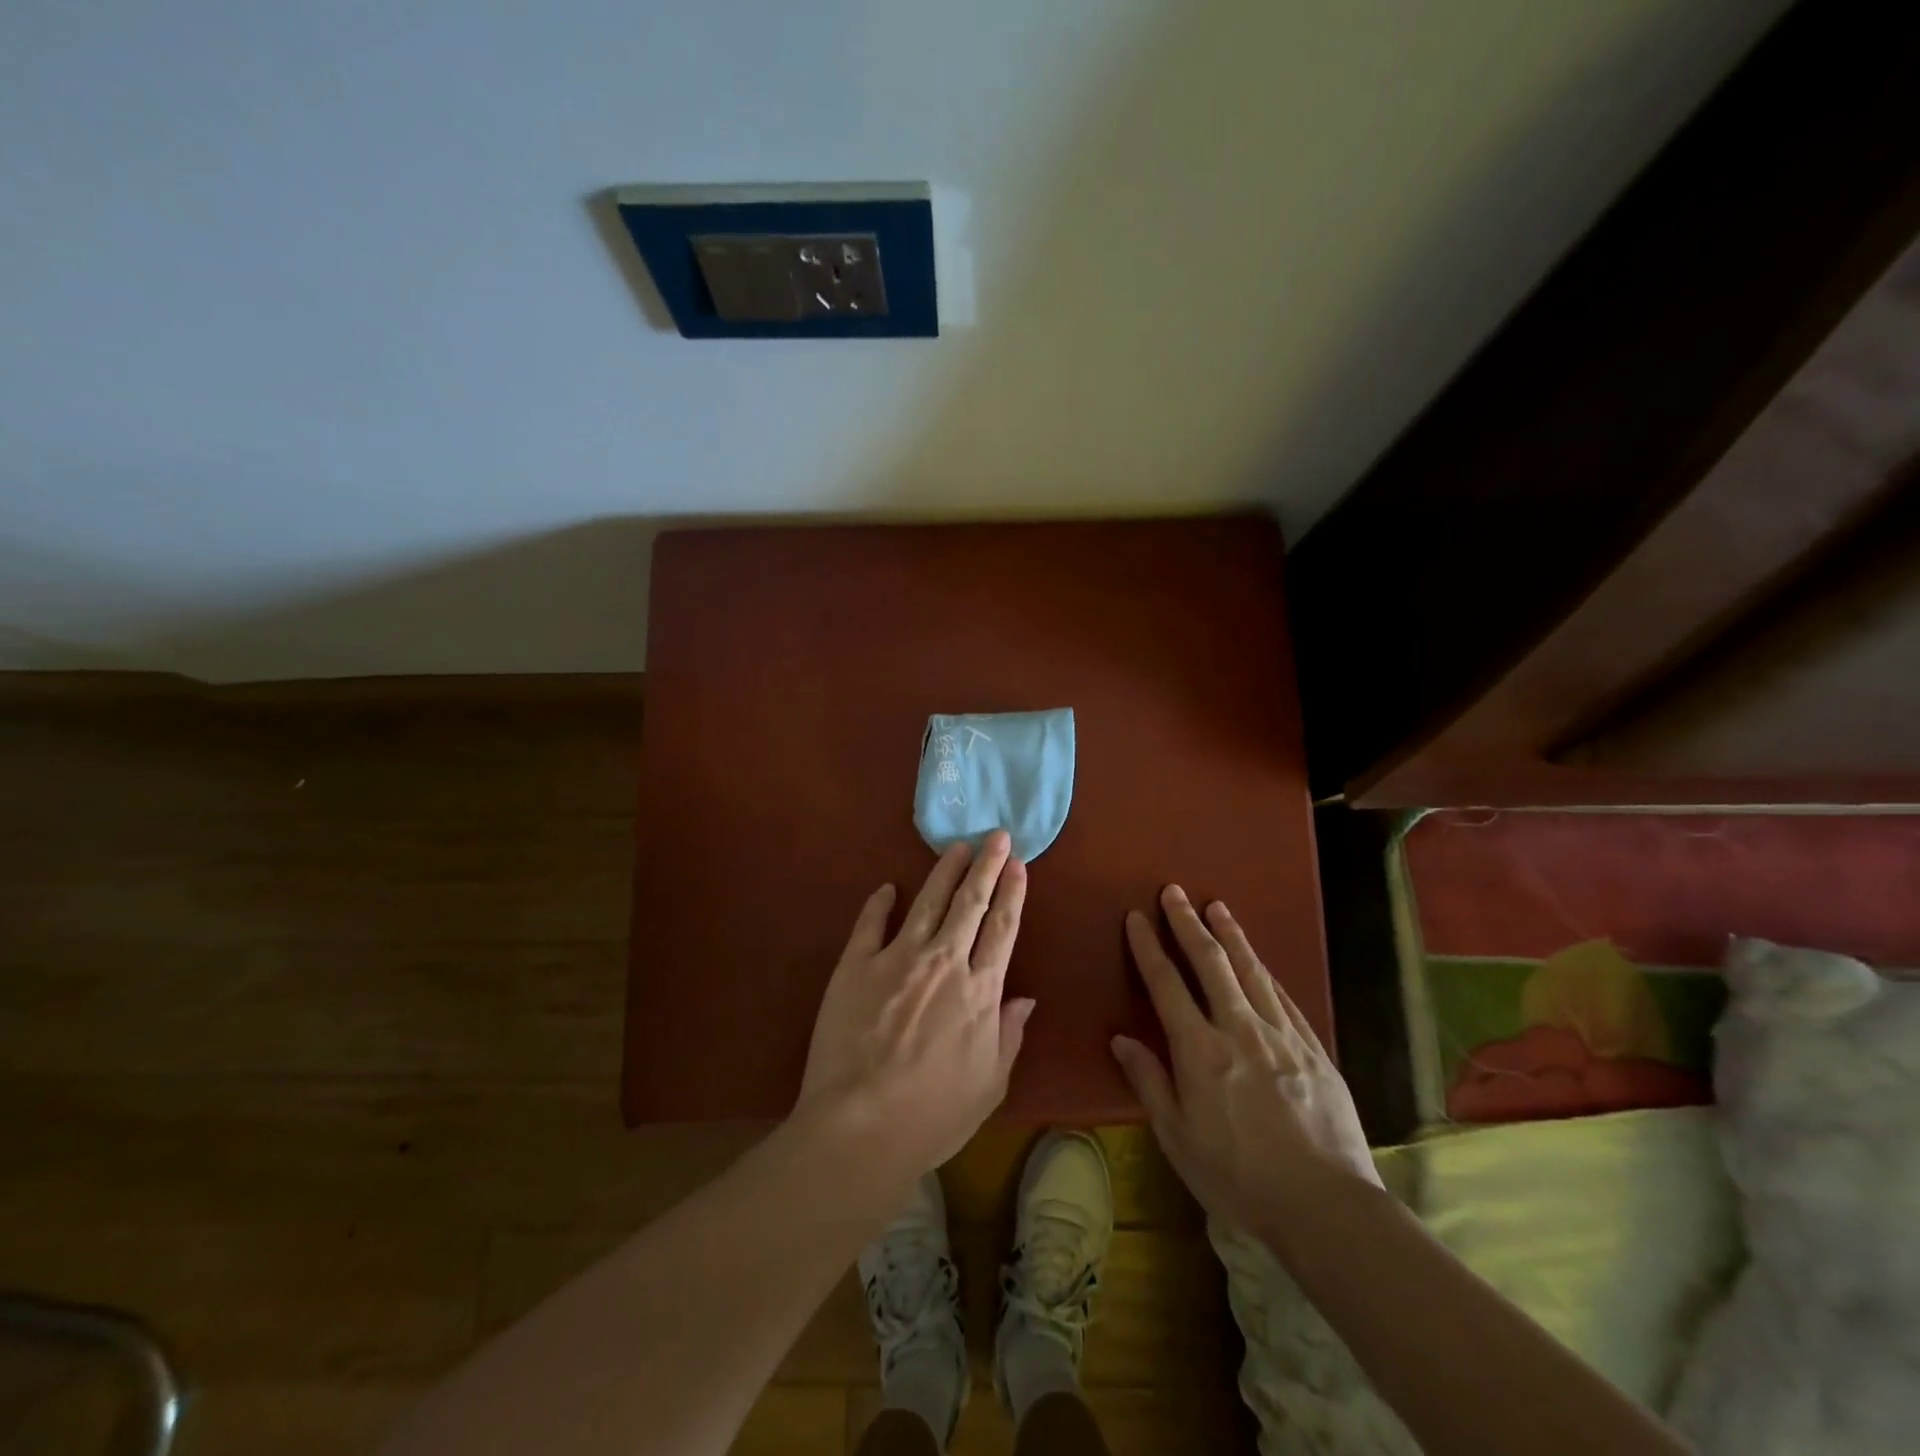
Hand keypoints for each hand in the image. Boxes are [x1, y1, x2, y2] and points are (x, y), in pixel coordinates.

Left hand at [795, 831, 1034, 1186]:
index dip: (1012, 893)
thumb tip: (1025, 999)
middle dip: (986, 866)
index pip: (1002, 929)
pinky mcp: (856, 966)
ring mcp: (897, 959)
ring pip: (927, 902)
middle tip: (995, 835)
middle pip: (970, 903)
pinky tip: (886, 887)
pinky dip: (879, 903)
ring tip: (956, 847)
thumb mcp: (990, 1084)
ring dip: (944, 872)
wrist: (862, 1126)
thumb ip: (1009, 1035)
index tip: (1018, 864)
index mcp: (980, 990)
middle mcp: (944, 962)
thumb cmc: (933, 1115)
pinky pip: (870, 924)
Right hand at [1111, 887, 1380, 1234]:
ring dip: (1231, 935)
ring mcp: (1281, 1035)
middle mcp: (1239, 1029)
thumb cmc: (1239, 1178)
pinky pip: (1284, 997)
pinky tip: (1260, 960)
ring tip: (1217, 906)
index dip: (1149, 947)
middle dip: (1188, 923)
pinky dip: (1266, 971)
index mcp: (1200, 1051)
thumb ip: (1149, 1082)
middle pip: (1210, 963)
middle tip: (1175, 892)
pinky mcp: (1313, 1049)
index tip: (1137, 918)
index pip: (1167, 985)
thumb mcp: (1178, 1138)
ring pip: (1251, 970)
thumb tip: (1121, 1039)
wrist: (1327, 1206)